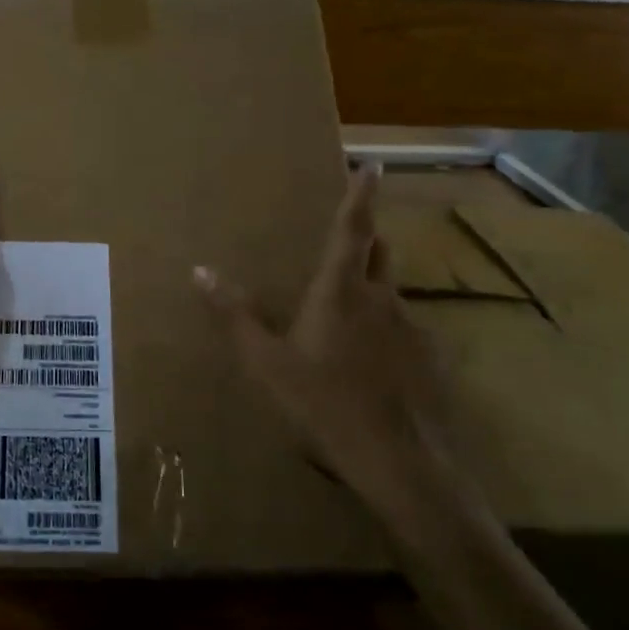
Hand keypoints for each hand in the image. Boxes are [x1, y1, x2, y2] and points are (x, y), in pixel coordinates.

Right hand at [193, 163, 455, 512]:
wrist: (402, 465)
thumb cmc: (324, 404)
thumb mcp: (266, 362)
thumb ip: (233, 315)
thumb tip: (199, 271)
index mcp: (341, 290)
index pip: (352, 229)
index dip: (360, 194)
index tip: (372, 164)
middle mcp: (383, 299)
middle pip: (379, 253)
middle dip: (366, 237)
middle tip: (349, 236)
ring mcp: (412, 330)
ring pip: (390, 294)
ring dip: (372, 289)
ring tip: (348, 312)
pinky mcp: (430, 361)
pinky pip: (403, 331)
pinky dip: (385, 331)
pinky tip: (369, 364)